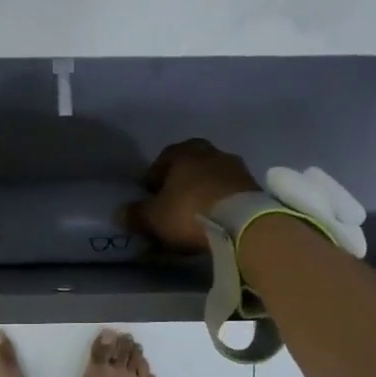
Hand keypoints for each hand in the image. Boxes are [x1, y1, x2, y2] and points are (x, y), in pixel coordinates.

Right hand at [122, 138, 260, 251]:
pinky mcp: (255, 187)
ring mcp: (237, 168)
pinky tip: (216, 218)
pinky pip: (231, 191)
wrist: (242, 223)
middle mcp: (212, 153)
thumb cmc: (189, 212)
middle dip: (182, 180)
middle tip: (173, 200)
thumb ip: (135, 214)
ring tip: (196, 212)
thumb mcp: (153, 218)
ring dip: (204, 190)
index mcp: (184, 153)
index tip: (150, 192)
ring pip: (214, 176)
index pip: (165, 157)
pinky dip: (222, 201)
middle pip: (192, 163)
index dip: (155, 175)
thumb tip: (120, 214)